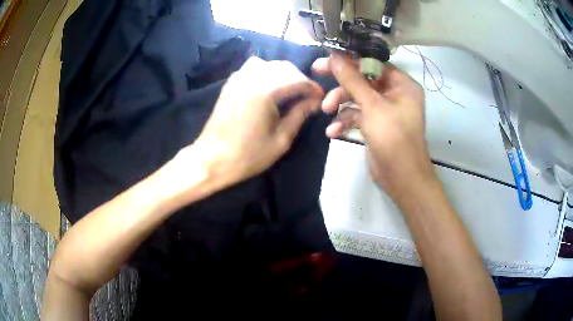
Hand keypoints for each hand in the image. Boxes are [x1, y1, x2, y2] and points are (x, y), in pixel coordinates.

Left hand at [176, 56, 322, 193]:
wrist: (211, 159)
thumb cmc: (248, 155)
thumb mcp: (281, 139)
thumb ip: (299, 115)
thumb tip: (314, 102)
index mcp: (266, 90)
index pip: (298, 80)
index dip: (313, 88)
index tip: (321, 99)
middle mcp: (252, 76)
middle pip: (285, 67)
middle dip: (300, 80)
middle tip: (308, 97)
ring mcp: (239, 77)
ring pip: (270, 65)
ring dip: (285, 75)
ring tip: (291, 93)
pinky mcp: (231, 82)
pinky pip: (255, 68)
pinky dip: (268, 73)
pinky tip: (271, 89)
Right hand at [312, 54, 434, 200]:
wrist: (401, 177)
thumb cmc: (393, 137)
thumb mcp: (372, 105)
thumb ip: (352, 79)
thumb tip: (334, 56)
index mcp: (402, 84)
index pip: (374, 64)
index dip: (350, 60)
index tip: (327, 58)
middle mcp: (395, 94)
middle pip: (363, 79)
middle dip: (341, 83)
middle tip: (317, 73)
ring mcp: (384, 110)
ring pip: (358, 97)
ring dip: (340, 103)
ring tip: (325, 111)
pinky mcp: (375, 124)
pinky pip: (358, 115)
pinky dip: (345, 120)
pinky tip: (333, 131)